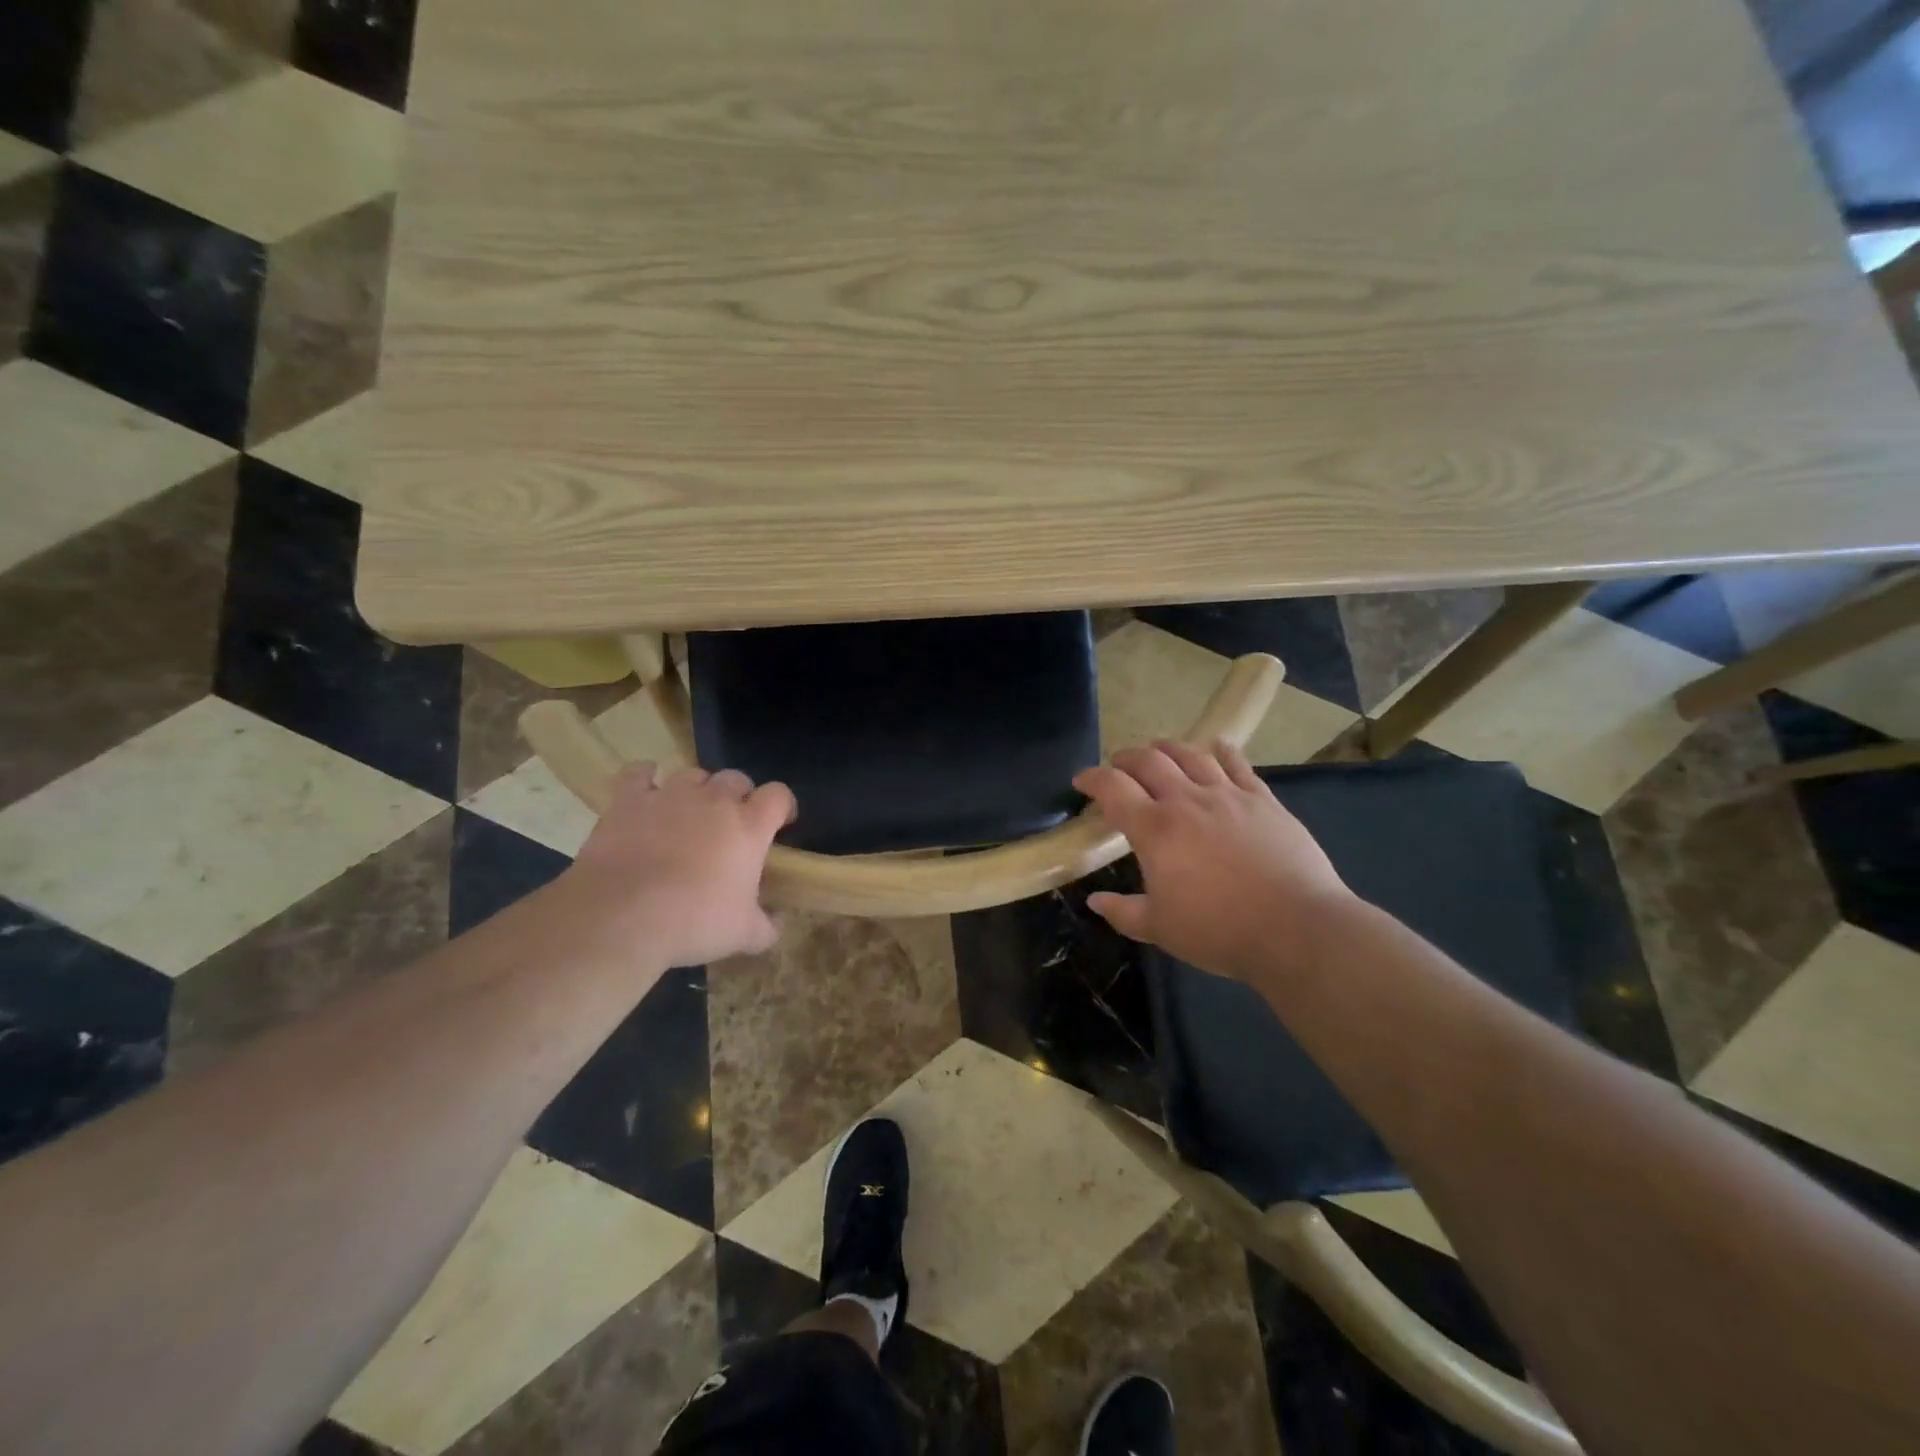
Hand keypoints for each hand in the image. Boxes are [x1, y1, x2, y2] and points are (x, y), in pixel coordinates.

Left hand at [564, 763, 795, 966]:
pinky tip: (647, 788)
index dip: (783, 805)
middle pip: (736, 778)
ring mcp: (670, 795)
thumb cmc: (694, 922)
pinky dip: (645, 777)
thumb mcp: (743, 934)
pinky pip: (639, 774)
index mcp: (749, 826)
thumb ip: (768, 926)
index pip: (779, 795)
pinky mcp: (629, 800)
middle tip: (732, 823)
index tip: (780, 823)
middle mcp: (714, 800)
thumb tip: (778, 923)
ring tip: (690, 812)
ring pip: (693, 774)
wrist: (622, 916)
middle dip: (739, 795)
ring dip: (698, 789)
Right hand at [1072, 741, 1352, 983]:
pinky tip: (1216, 746)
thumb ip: (1123, 912)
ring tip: (1158, 750)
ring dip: (1167, 748)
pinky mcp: (1263, 800)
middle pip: (1149, 761)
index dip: (1091, 779)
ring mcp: (1228, 795)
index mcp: (1155, 828)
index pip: (1112, 788)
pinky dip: (1222, 751)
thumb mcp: (1160, 929)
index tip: (1081, 781)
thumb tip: (1094, 902)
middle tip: (1117, 766)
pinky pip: (1238, 764)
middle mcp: (1187, 800)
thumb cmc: (1219, 930)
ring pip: (1191, 754)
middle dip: (1126, 758)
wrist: (1296, 928)